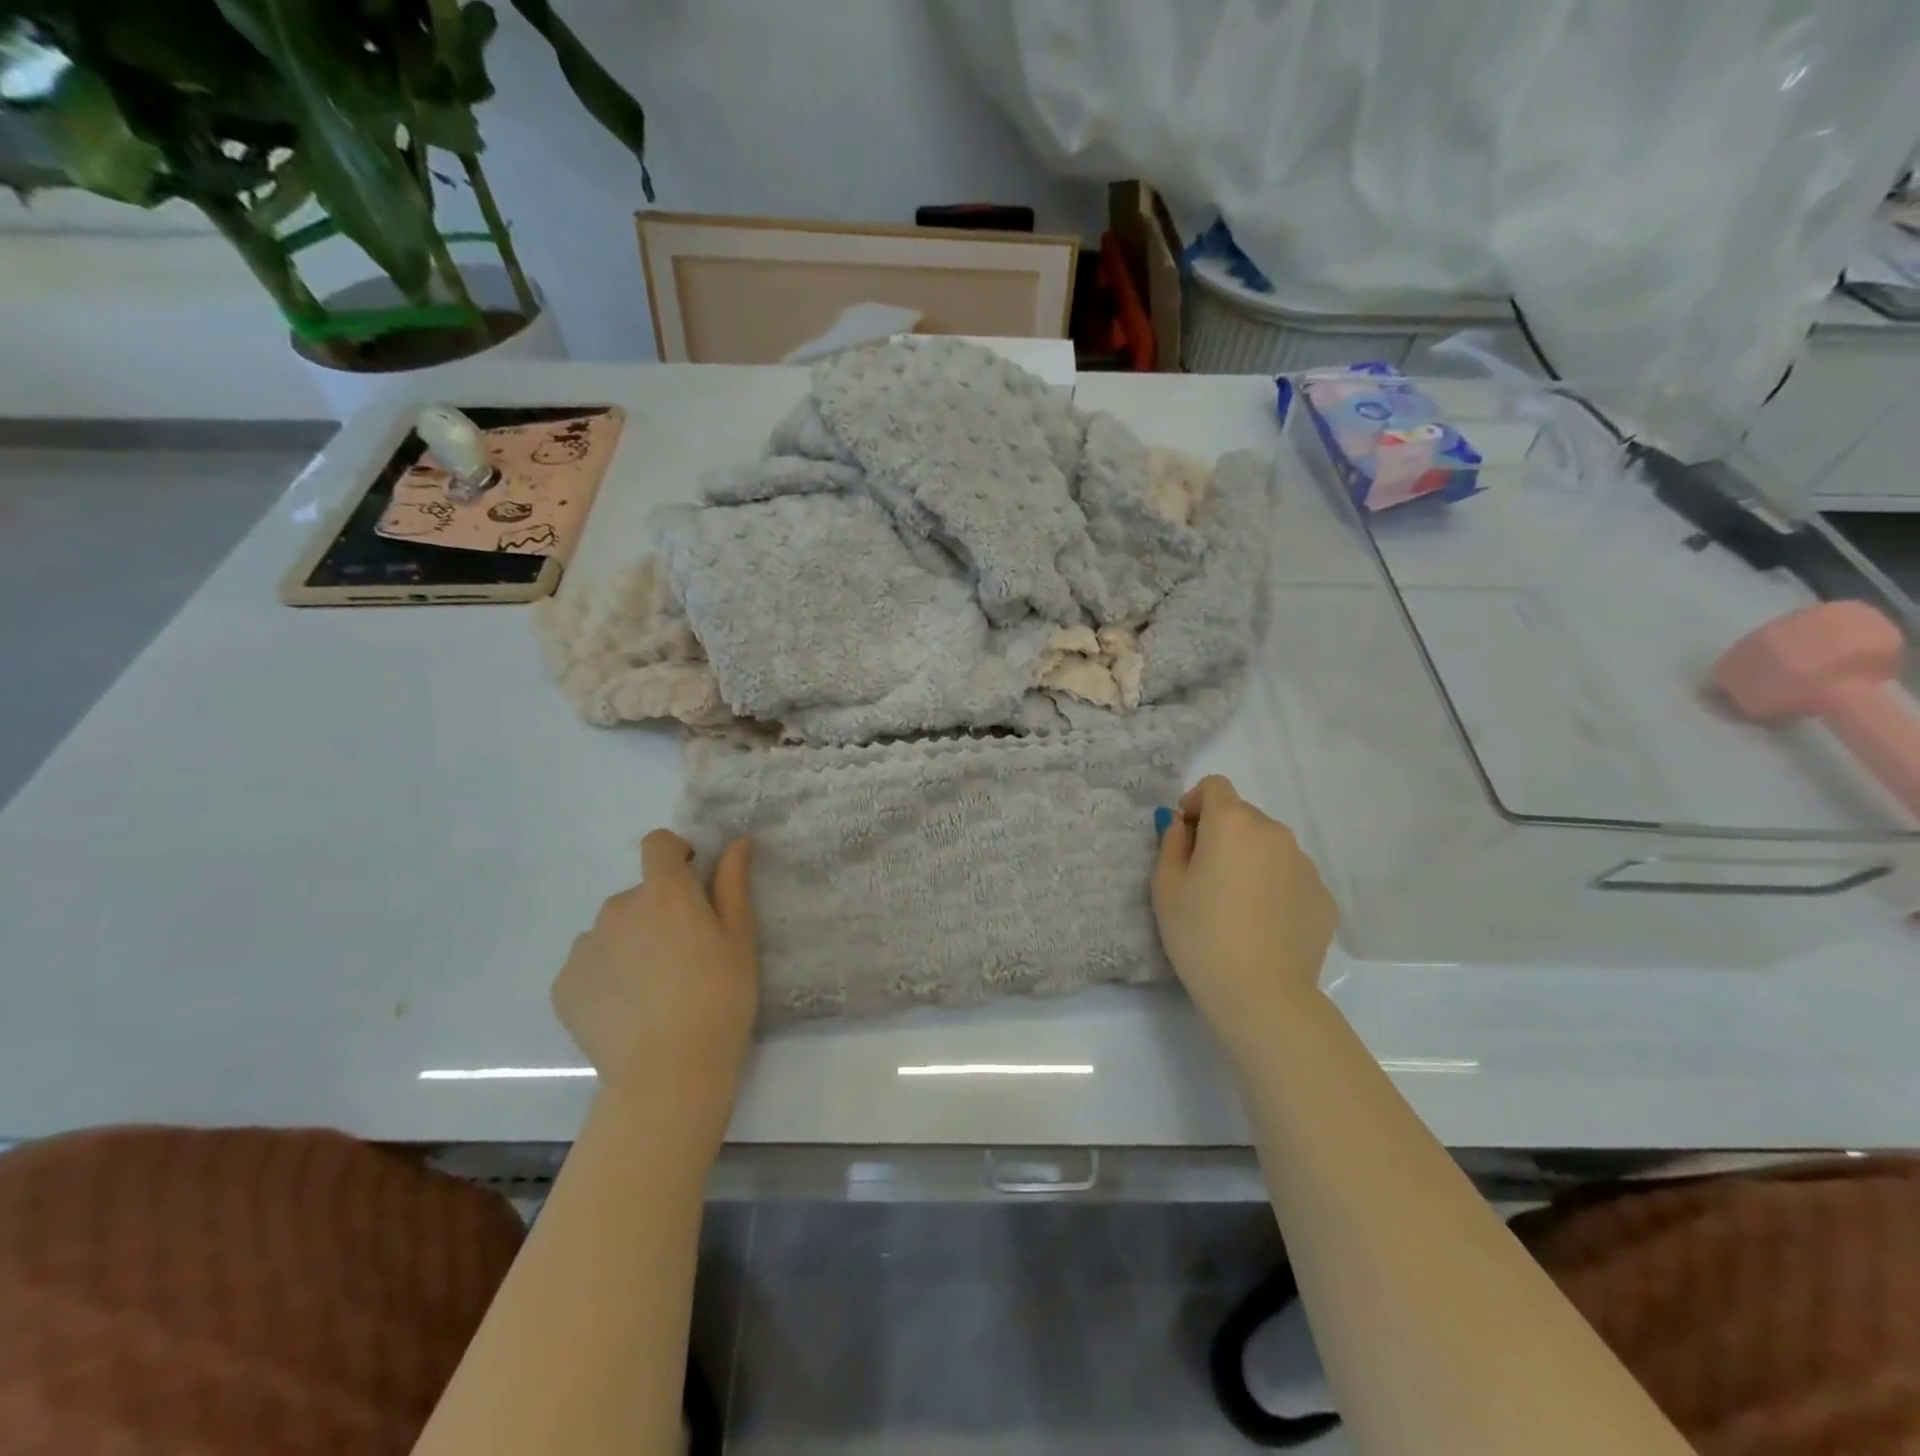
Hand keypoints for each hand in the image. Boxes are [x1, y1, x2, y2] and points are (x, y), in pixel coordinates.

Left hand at [552, 832, 758, 1112]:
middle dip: (658, 912)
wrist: (668, 1073)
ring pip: (611, 931)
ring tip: (653, 990)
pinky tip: (627, 1010)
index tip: (692, 880)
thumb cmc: (720, 998)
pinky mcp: (563, 985)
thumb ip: (732, 884)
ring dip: (630, 943)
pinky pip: (588, 965)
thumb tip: (737, 842)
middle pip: (637, 894)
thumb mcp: (739, 939)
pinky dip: (606, 976)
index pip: (657, 844)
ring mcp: (584, 947)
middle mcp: (617, 908)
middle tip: (683, 957)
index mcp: (664, 892)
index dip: (675, 854)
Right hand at [1152, 775, 1336, 1044]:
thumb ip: (1171, 842)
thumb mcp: (1165, 886)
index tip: (1185, 837)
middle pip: (1243, 816)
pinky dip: (1274, 888)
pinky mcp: (1324, 897)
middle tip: (1206, 877)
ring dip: (1251, 860)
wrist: (1261, 994)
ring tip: (1236, 905)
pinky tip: (1263, 925)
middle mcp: (1274, 832)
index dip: (1195, 804)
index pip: (1215, 786)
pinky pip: (1291, 877)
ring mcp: (1305, 864)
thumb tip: (1183, 825)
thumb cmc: (1200, 934)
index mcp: (1233, 822)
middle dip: (1222, 834)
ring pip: (1269, 847)